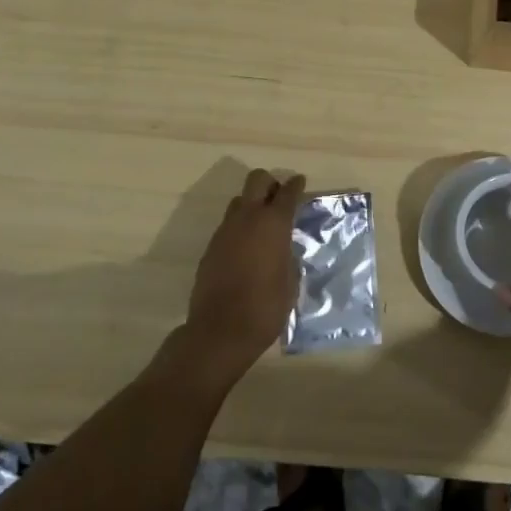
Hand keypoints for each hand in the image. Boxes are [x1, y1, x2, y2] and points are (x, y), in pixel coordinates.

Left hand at [182, 168, 306, 385]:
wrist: (220, 331)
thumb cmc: (265, 307)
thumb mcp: (290, 281)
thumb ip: (288, 255)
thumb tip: (284, 248)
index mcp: (273, 224)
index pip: (287, 192)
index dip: (296, 185)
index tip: (300, 183)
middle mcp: (247, 218)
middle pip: (257, 180)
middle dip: (270, 184)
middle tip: (279, 200)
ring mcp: (225, 231)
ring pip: (239, 201)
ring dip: (252, 205)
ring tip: (263, 227)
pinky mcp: (211, 247)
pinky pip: (228, 225)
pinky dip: (240, 228)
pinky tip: (247, 249)